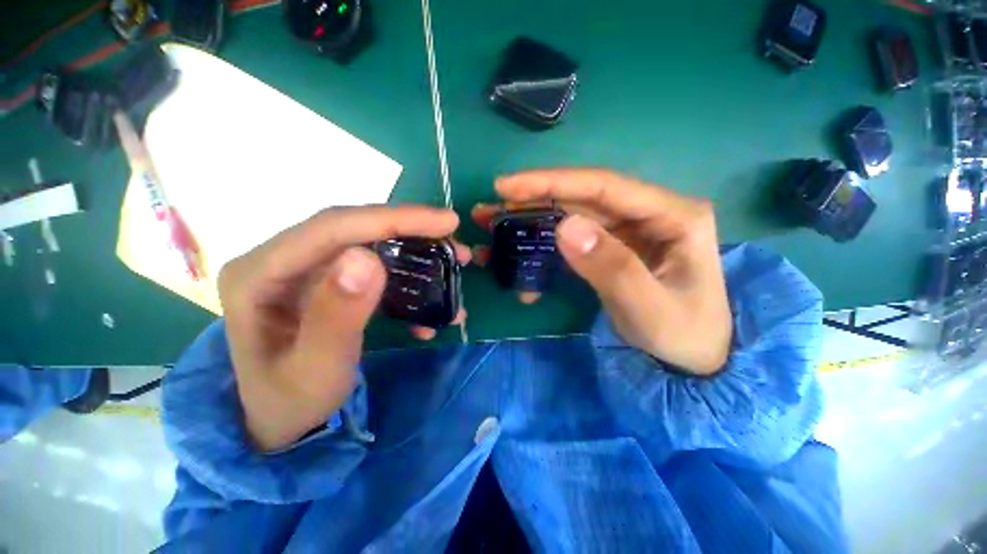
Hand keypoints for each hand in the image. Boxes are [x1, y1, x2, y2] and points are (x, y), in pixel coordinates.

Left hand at [218, 206, 461, 450]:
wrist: (278, 417)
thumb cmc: (291, 401)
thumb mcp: (315, 370)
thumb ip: (336, 317)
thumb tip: (366, 258)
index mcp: (260, 274)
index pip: (332, 228)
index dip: (392, 219)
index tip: (445, 223)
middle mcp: (280, 260)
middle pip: (353, 228)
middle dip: (410, 230)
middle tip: (455, 242)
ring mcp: (304, 268)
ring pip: (368, 242)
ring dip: (414, 251)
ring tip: (452, 264)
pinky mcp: (326, 280)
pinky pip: (373, 265)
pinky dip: (407, 276)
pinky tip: (430, 299)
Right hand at [474, 169, 731, 374]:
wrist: (696, 357)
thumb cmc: (683, 334)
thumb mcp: (648, 308)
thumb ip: (610, 267)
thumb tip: (564, 226)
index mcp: (672, 215)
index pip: (604, 187)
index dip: (553, 182)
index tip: (507, 186)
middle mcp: (649, 213)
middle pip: (582, 199)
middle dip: (533, 202)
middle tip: (490, 209)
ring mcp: (629, 230)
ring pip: (572, 217)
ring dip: (533, 223)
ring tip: (494, 228)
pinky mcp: (613, 247)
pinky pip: (573, 241)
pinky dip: (544, 249)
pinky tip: (521, 262)